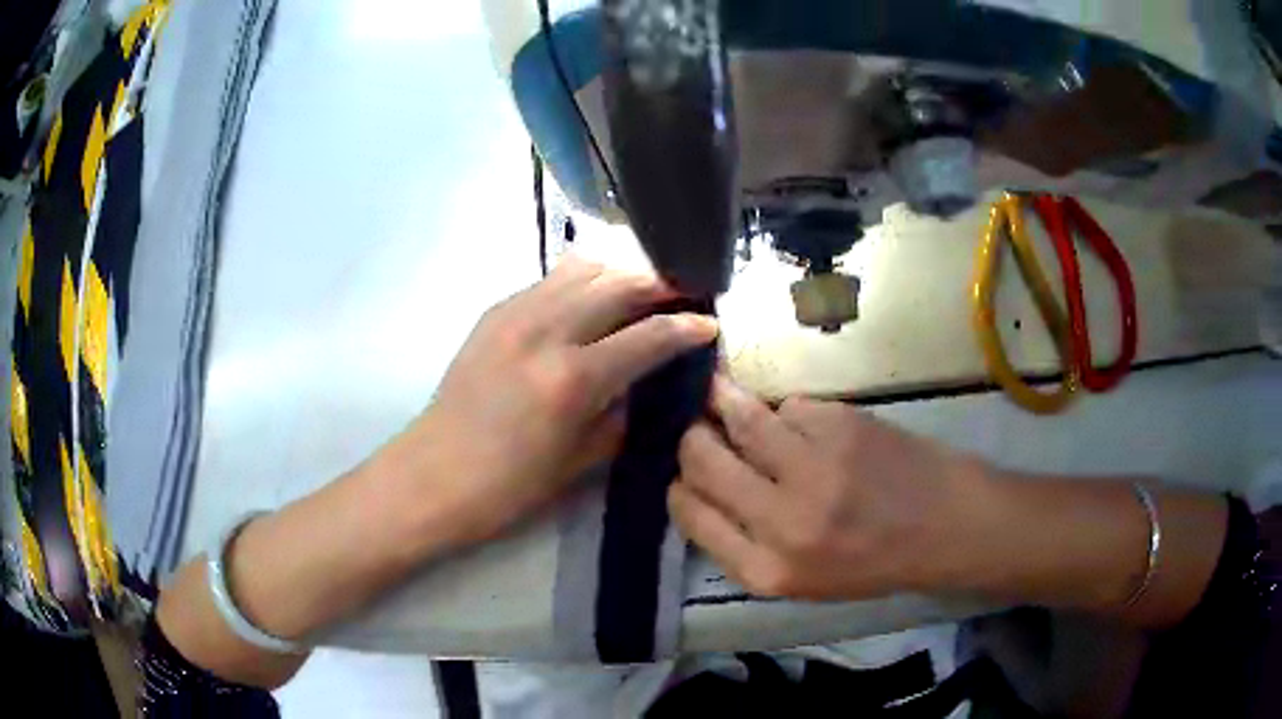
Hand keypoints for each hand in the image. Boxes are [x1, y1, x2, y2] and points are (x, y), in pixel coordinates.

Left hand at [382, 257, 718, 548]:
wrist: (433, 475)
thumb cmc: (509, 485)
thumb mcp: (581, 459)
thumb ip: (622, 411)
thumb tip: (649, 380)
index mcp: (572, 379)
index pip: (648, 336)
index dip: (687, 328)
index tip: (711, 324)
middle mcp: (545, 331)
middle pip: (618, 283)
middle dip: (660, 283)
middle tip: (684, 294)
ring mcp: (514, 314)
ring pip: (582, 267)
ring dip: (620, 273)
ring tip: (640, 291)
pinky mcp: (493, 311)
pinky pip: (550, 280)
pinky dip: (581, 281)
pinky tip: (590, 302)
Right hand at [670, 376, 989, 600]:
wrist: (944, 526)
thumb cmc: (872, 562)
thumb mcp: (800, 580)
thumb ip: (744, 542)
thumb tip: (700, 486)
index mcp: (767, 570)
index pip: (690, 513)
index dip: (679, 486)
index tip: (684, 473)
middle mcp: (782, 521)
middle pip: (702, 459)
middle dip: (692, 437)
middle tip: (699, 428)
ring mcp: (813, 468)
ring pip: (740, 418)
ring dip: (723, 402)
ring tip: (720, 395)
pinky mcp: (840, 426)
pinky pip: (789, 406)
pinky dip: (786, 412)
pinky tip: (802, 423)